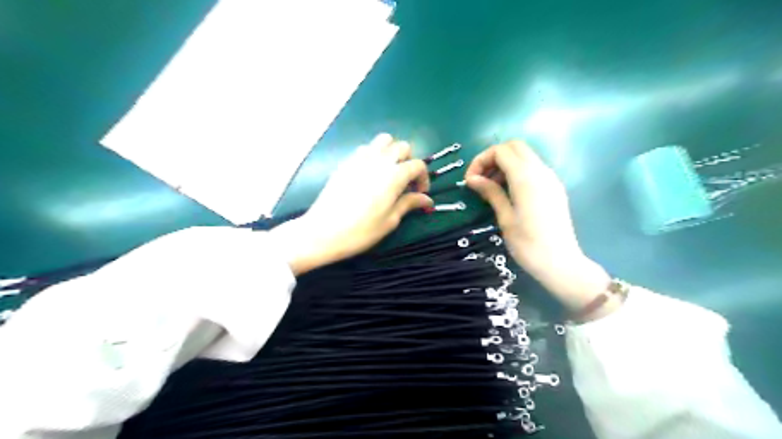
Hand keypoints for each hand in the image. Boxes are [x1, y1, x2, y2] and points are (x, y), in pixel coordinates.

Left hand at [272, 134, 433, 275]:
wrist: (323, 231)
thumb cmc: (361, 230)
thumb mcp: (390, 220)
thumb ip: (409, 204)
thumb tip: (427, 200)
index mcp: (394, 175)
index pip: (417, 165)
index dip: (423, 178)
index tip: (420, 193)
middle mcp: (379, 160)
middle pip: (402, 146)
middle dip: (409, 161)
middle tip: (406, 182)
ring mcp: (360, 158)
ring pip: (383, 141)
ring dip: (391, 152)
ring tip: (389, 172)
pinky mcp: (346, 162)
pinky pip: (365, 149)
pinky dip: (374, 155)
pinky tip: (370, 174)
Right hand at [460, 138, 612, 312]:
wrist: (561, 263)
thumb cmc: (528, 244)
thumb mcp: (505, 217)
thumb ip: (491, 192)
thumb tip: (472, 178)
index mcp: (526, 177)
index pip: (500, 151)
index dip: (481, 160)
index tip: (470, 180)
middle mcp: (541, 171)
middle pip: (514, 147)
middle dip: (493, 157)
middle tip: (480, 179)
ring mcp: (550, 178)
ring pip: (525, 156)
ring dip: (505, 164)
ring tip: (491, 187)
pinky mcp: (554, 188)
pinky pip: (533, 168)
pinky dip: (517, 171)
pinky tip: (508, 192)